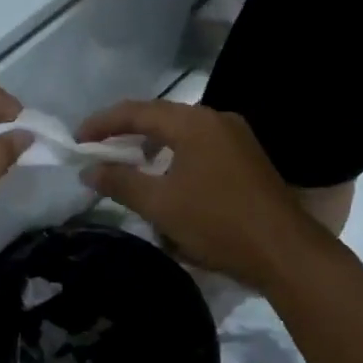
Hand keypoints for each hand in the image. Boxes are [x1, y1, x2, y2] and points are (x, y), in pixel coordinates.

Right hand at [76, 100, 317, 288]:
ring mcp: (237, 137)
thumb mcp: (160, 204)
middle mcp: (216, 119)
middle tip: (98, 151)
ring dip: (152, 145)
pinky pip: (200, 146)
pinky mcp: (248, 157)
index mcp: (193, 123)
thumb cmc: (217, 223)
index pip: (136, 111)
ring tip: (130, 166)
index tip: (76, 141)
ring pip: (182, 132)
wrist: (285, 252)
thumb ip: (120, 182)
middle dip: (126, 133)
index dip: (102, 124)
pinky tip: (169, 179)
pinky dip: (175, 156)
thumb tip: (88, 170)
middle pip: (160, 116)